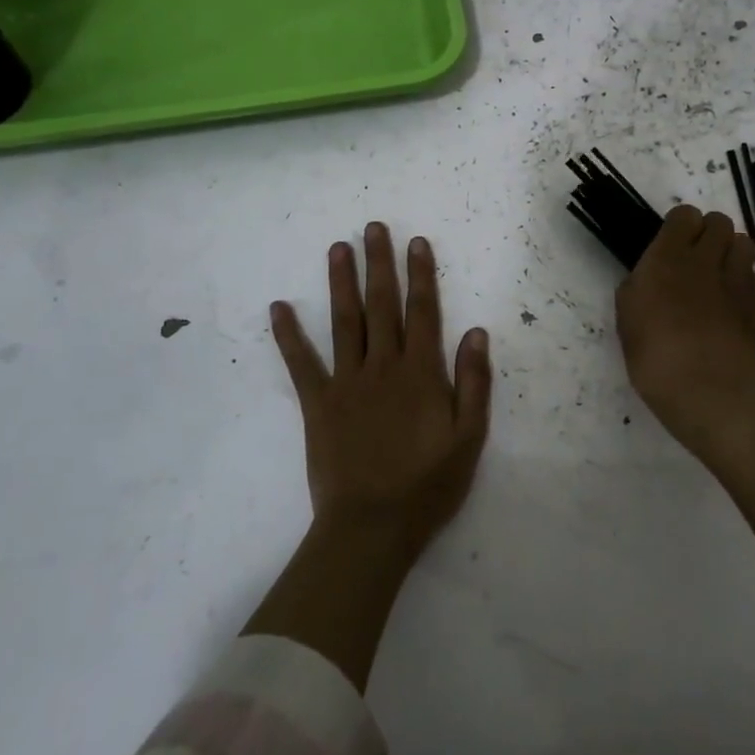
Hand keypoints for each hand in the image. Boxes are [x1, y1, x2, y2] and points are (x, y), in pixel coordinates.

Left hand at [270, 224, 491, 558]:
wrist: (372, 528)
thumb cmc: (427, 486)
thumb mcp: (469, 439)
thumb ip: (474, 383)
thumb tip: (476, 332)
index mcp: (420, 372)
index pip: (423, 311)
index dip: (421, 274)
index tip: (416, 242)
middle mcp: (382, 366)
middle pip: (382, 304)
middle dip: (379, 263)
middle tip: (373, 227)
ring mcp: (346, 382)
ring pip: (344, 321)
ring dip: (341, 282)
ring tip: (337, 247)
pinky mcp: (317, 404)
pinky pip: (301, 364)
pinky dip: (288, 335)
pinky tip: (278, 307)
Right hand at [616, 205, 754, 455]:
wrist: (706, 389)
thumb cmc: (653, 353)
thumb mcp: (626, 316)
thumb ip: (637, 286)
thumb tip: (648, 278)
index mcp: (668, 256)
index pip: (684, 215)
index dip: (679, 225)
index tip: (669, 244)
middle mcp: (705, 259)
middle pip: (720, 221)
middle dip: (708, 231)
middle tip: (694, 256)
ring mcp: (735, 280)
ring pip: (744, 242)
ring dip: (731, 250)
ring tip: (717, 272)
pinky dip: (746, 278)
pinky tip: (731, 297)